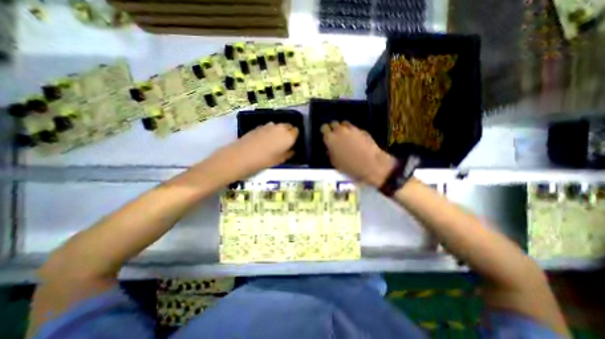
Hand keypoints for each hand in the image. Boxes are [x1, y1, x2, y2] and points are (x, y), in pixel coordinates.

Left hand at [211, 122, 298, 180]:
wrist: (242, 156)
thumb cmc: (264, 161)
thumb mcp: (280, 160)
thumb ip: (289, 154)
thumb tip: (292, 150)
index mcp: (288, 136)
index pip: (297, 131)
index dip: (295, 137)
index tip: (292, 144)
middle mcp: (280, 127)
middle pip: (288, 126)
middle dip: (288, 132)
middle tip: (285, 143)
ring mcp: (269, 125)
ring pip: (278, 126)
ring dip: (279, 131)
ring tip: (274, 141)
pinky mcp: (259, 126)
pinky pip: (269, 127)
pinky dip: (270, 131)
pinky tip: (264, 140)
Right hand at [322, 121, 397, 185]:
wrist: (371, 164)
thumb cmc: (350, 166)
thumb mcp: (335, 163)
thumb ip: (330, 153)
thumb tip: (330, 149)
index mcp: (331, 138)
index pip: (324, 128)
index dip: (325, 131)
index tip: (326, 136)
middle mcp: (340, 131)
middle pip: (334, 123)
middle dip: (333, 128)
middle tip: (335, 136)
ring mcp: (352, 129)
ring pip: (344, 124)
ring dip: (343, 128)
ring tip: (345, 136)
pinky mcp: (362, 130)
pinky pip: (354, 128)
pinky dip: (352, 132)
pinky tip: (355, 139)